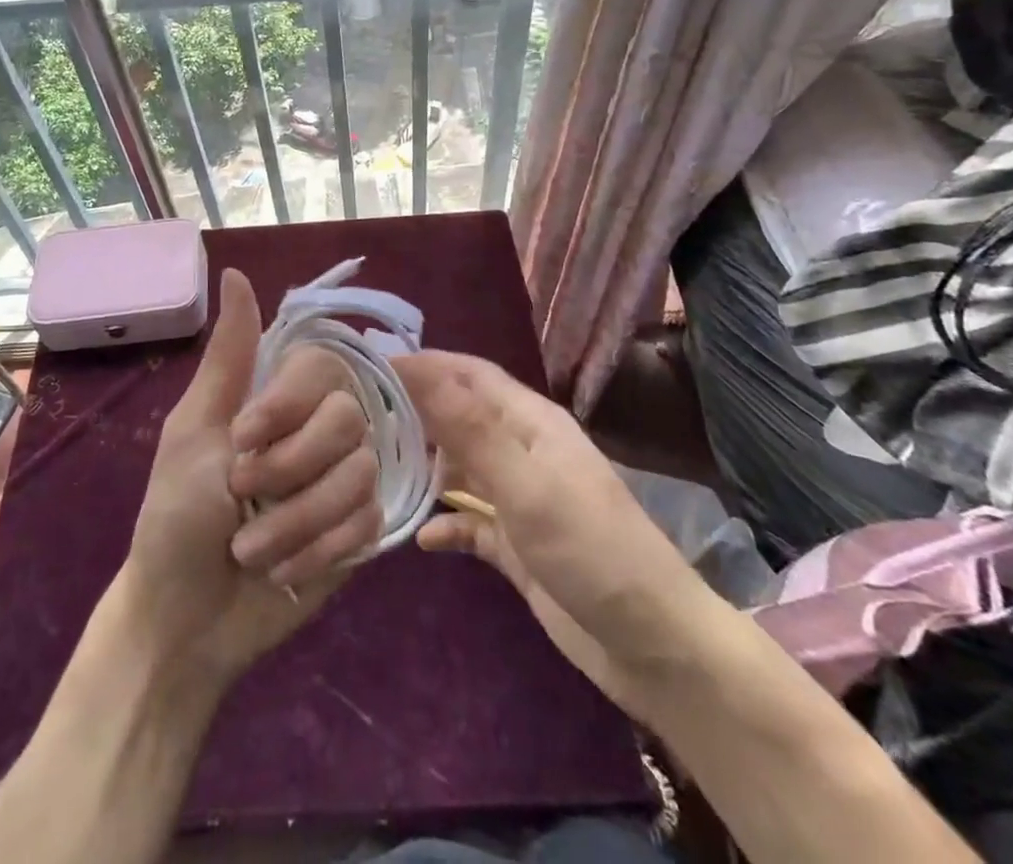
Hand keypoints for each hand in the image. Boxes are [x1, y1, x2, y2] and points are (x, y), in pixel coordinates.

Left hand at [122, 268, 382, 687]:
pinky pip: (368, 523)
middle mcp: (320, 429)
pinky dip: (319, 550)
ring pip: (360, 475)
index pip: (323, 366)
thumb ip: (229, 354)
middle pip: (348, 420)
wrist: (185, 618)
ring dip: (296, 521)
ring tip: (251, 548)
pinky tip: (285, 569)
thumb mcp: (194, 428)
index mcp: (279, 398)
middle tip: (240, 494)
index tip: (241, 437)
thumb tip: (234, 270)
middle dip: (288, 469)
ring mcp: (344, 480)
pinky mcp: (360, 531)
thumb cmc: (177, 514)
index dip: (287, 405)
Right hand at [395, 350, 711, 704]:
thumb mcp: (527, 485)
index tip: (368, 365)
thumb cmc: (590, 549)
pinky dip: (446, 523)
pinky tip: (421, 537)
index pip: (468, 374)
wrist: (653, 647)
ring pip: (462, 466)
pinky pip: (471, 522)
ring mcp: (521, 498)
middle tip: (360, 415)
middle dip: (415, 409)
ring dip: (426, 464)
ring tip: (375, 467)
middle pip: (460, 415)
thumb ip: (472, 430)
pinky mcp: (518, 545)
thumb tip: (422, 371)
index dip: (422, 364)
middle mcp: (523, 450)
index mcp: (530, 422)